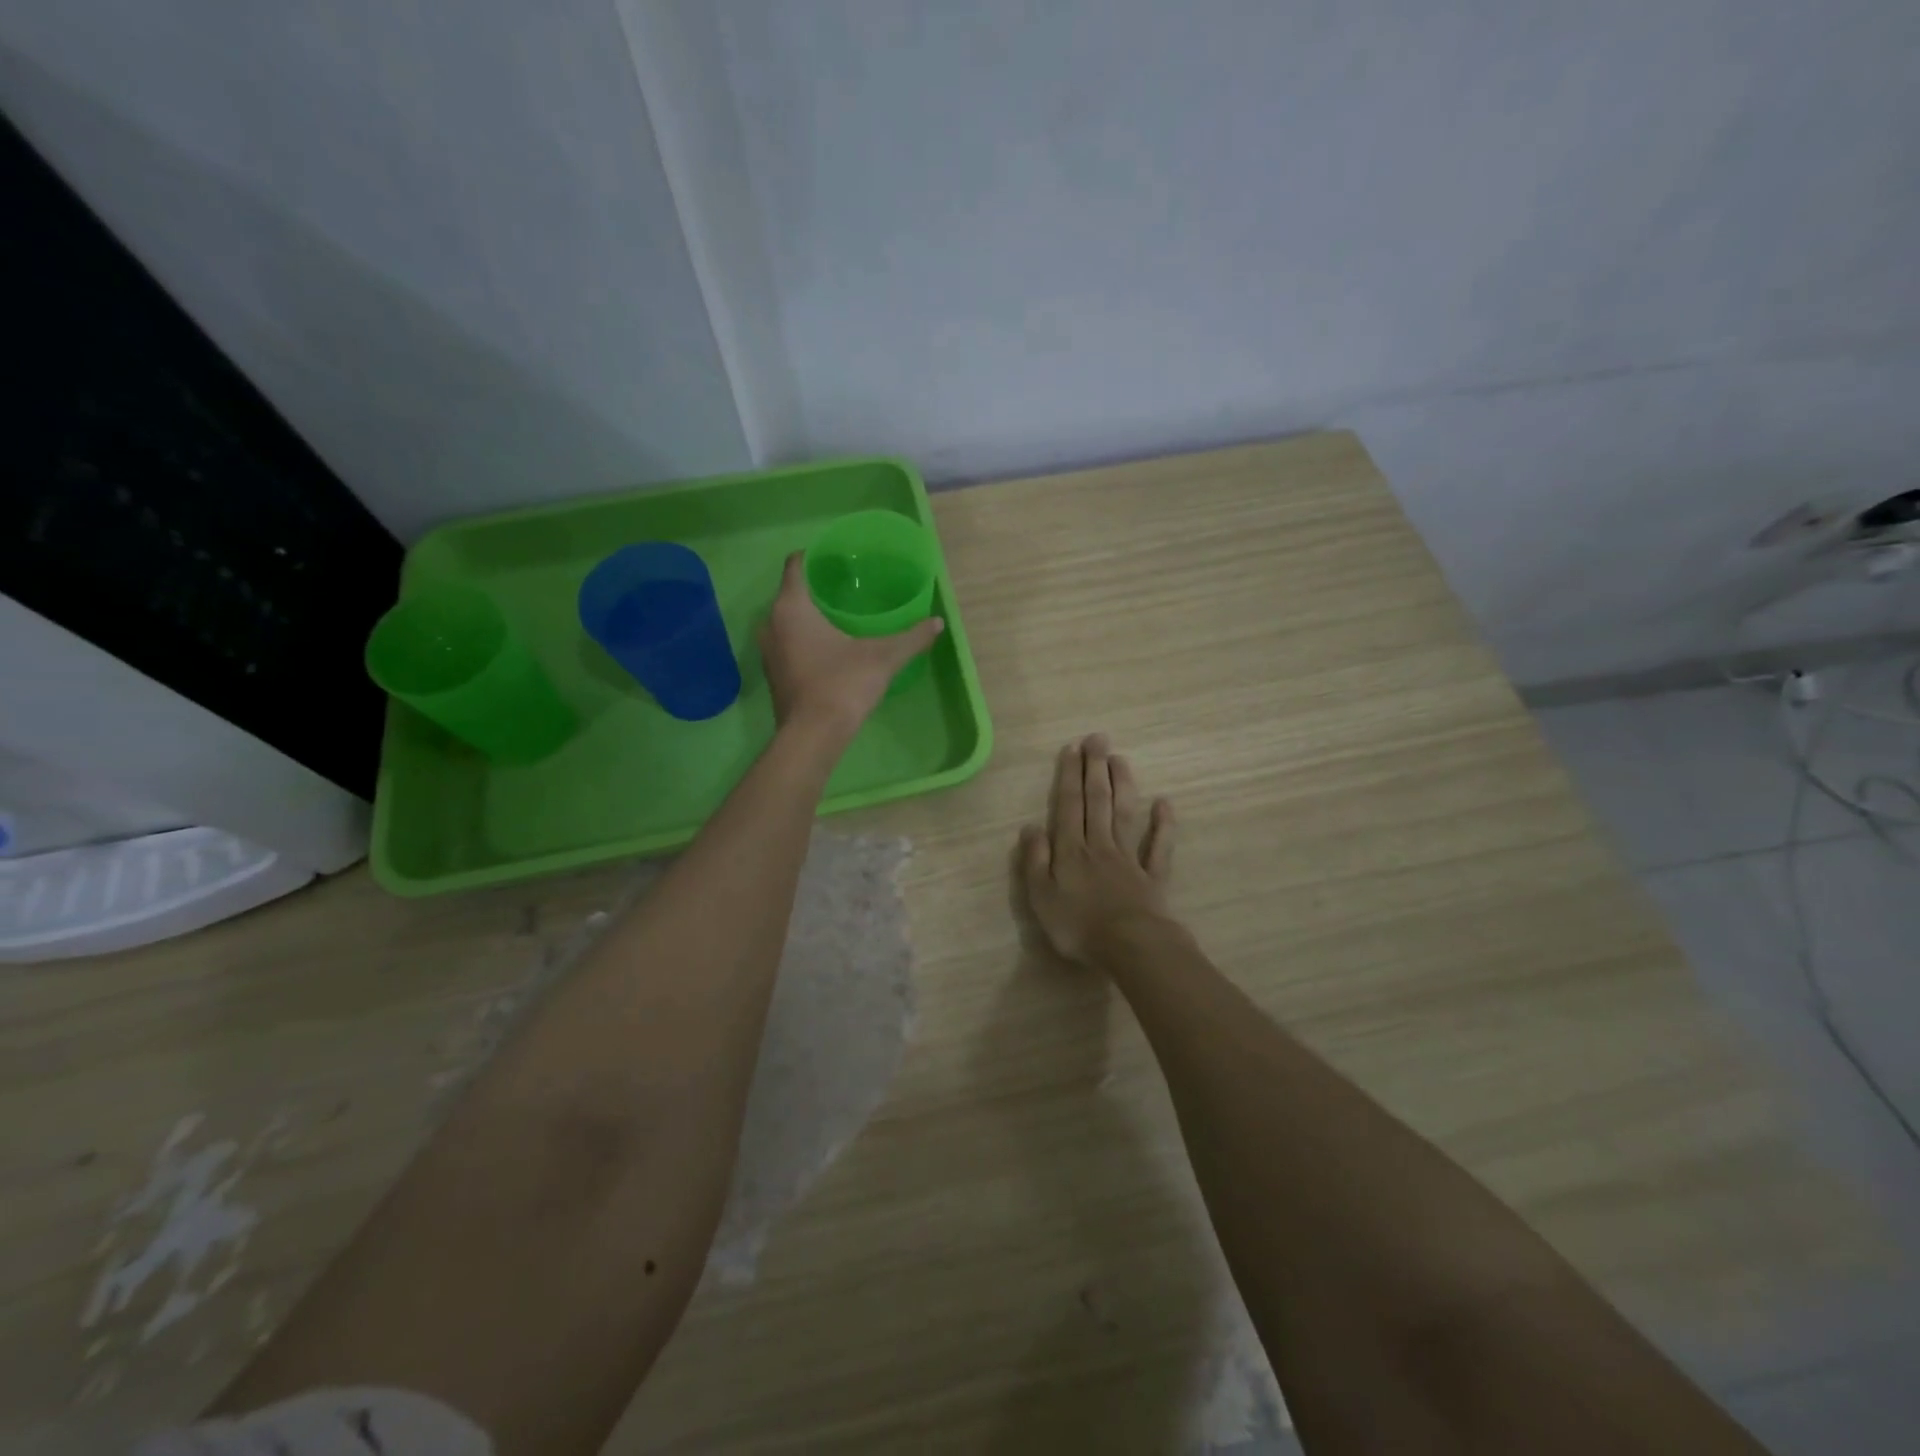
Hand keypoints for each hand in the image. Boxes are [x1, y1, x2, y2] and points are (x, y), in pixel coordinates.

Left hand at [759, 552, 943, 738]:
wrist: (812, 736)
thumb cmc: (842, 685)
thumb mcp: (883, 658)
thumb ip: (911, 637)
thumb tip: (938, 622)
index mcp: (792, 607)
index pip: (796, 564)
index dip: (816, 556)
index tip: (840, 559)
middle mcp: (771, 623)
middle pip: (792, 591)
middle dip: (818, 587)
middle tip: (849, 586)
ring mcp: (768, 650)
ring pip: (788, 619)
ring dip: (810, 615)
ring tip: (841, 615)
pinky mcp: (773, 673)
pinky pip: (787, 642)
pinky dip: (804, 637)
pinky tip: (829, 647)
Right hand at [1018, 735, 1177, 964]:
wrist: (1130, 947)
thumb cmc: (1078, 926)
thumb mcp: (1041, 897)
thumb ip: (1035, 860)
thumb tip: (1030, 826)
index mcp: (1071, 850)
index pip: (1068, 805)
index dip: (1069, 776)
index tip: (1073, 748)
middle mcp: (1099, 845)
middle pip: (1098, 801)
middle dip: (1096, 768)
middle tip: (1098, 739)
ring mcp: (1129, 859)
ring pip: (1125, 814)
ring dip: (1123, 784)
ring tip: (1120, 759)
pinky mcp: (1153, 876)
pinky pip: (1158, 846)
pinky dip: (1163, 824)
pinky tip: (1165, 803)